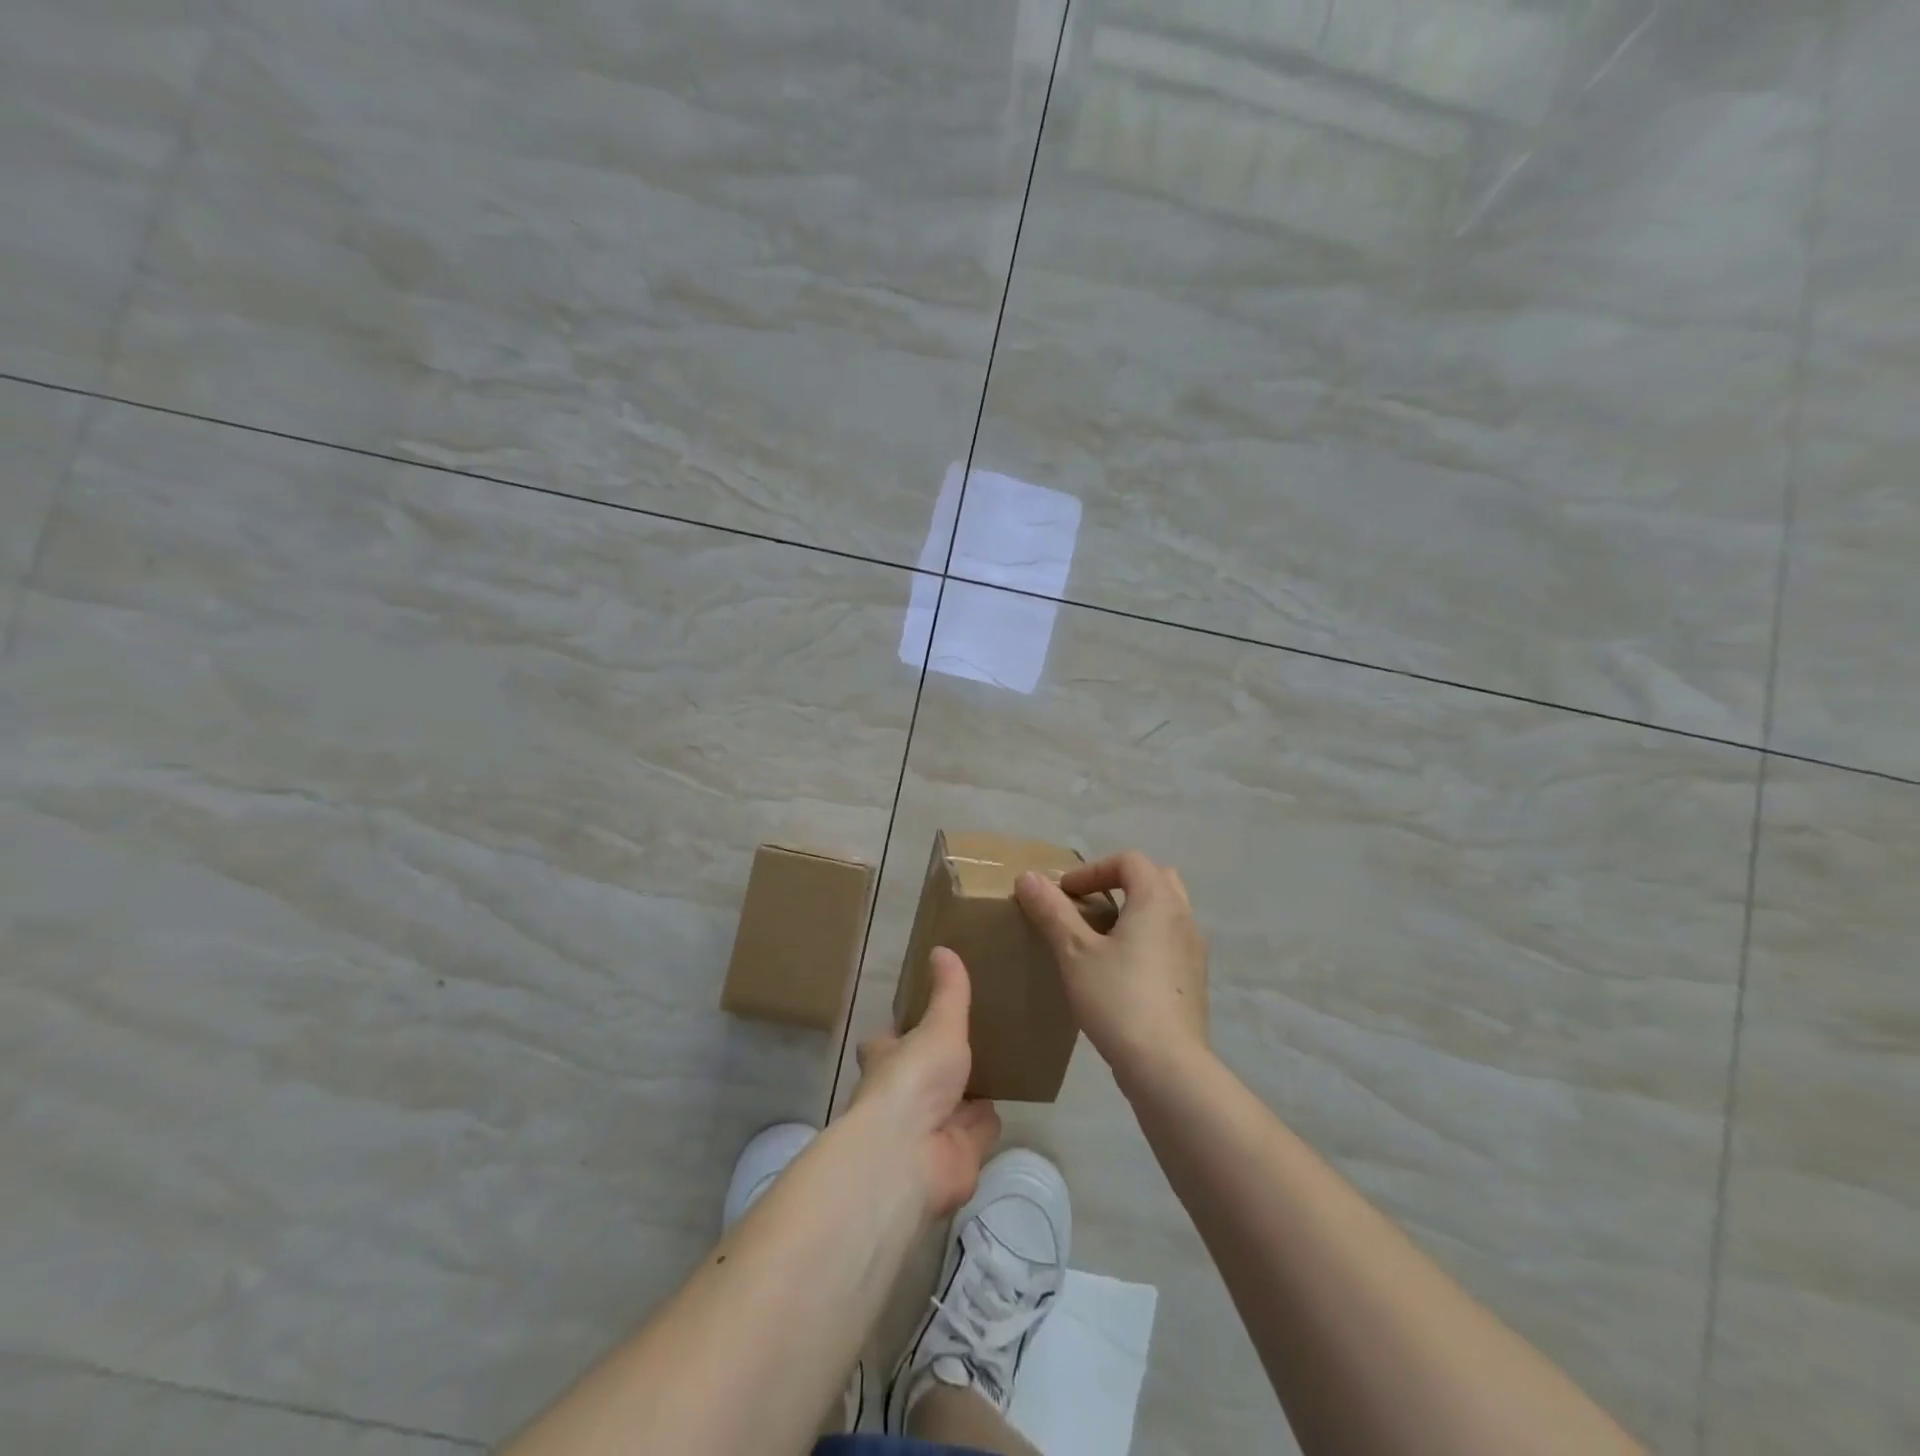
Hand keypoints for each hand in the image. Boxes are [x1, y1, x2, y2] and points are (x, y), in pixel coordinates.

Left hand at [849, 948, 1001, 1217]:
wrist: (912, 1157)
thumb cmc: (914, 1080)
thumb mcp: (937, 1026)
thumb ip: (948, 992)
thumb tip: (941, 948)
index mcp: (888, 1059)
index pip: (888, 1041)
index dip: (901, 1032)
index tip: (922, 1015)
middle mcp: (905, 1094)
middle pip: (926, 1074)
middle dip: (945, 1063)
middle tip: (976, 1035)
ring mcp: (932, 1128)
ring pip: (956, 1103)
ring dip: (973, 1092)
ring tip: (999, 1060)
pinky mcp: (959, 1155)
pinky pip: (980, 1130)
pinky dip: (991, 1119)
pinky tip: (1011, 1097)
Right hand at [1016, 851, 1209, 1089]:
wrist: (1167, 1066)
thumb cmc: (1118, 999)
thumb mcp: (1074, 953)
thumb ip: (1052, 911)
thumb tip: (1028, 877)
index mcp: (1157, 901)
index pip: (1129, 861)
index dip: (1093, 869)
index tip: (1065, 893)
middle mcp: (1183, 917)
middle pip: (1155, 879)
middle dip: (1120, 884)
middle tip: (1089, 905)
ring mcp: (1194, 950)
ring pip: (1166, 912)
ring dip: (1135, 912)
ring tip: (1102, 937)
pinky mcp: (1194, 981)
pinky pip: (1170, 941)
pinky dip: (1147, 939)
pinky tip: (1121, 971)